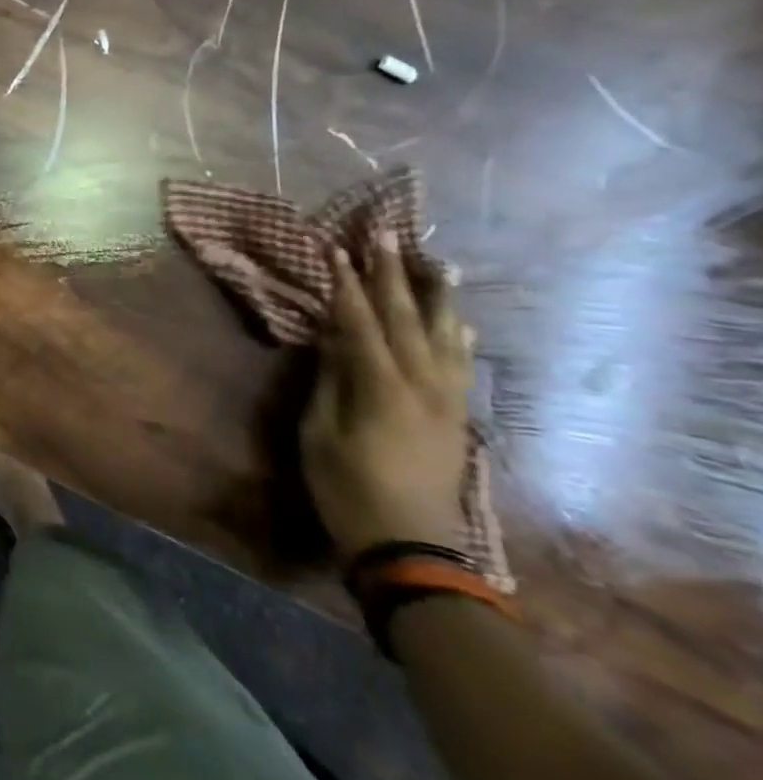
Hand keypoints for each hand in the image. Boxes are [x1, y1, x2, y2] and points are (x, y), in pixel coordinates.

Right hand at [302, 233, 474, 560]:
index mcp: (381, 387)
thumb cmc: (346, 487)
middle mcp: (422, 384)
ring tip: (434, 262)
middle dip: (392, 274)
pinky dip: (458, 333)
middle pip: (407, 318)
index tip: (335, 249)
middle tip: (385, 235)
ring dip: (435, 295)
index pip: (360, 321)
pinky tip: (458, 319)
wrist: (410, 545)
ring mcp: (446, 399)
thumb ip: (330, 379)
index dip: (345, 284)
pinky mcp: (456, 414)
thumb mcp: (320, 432)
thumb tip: (332, 334)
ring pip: (444, 335)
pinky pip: (460, 361)